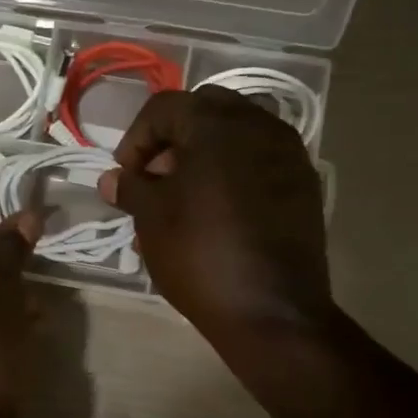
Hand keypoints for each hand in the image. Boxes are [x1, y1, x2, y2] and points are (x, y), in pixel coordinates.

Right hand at [98, 87, 334, 347]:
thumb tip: (113, 180)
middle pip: (205, 111)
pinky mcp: (304, 183)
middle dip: (172, 139)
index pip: (164, 108)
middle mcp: (259, 124)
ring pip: (236, 134)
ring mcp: (289, 153)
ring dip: (204, 154)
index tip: (126, 176)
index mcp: (217, 124)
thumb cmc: (200, 255)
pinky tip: (218, 210)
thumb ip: (130, 188)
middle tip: (156, 178)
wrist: (272, 310)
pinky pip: (260, 160)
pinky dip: (233, 171)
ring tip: (184, 198)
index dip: (136, 138)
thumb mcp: (151, 219)